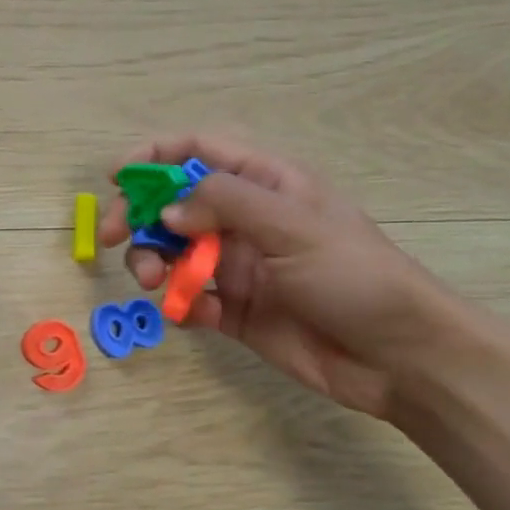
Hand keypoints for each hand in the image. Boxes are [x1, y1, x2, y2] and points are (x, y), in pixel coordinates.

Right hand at [100, 134, 449, 416]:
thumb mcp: (294, 226)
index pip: (199, 151)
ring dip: (151, 261)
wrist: (400, 358)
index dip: (154, 156)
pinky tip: (192, 314)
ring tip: (155, 282)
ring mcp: (236, 265)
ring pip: (171, 252)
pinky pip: (188, 298)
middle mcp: (244, 220)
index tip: (117, 177)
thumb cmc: (356, 277)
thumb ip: (225, 204)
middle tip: (109, 236)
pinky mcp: (232, 310)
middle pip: (172, 203)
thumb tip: (167, 210)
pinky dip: (179, 303)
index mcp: (266, 184)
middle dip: (138, 215)